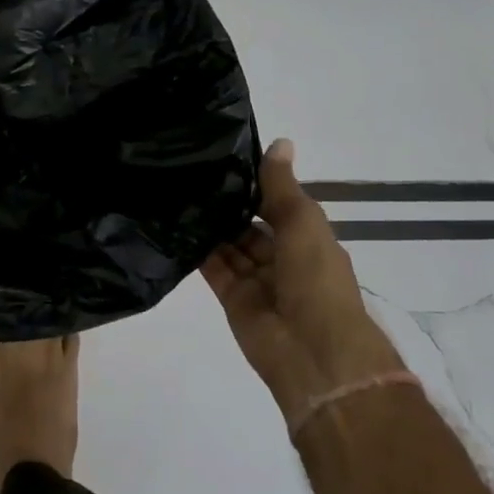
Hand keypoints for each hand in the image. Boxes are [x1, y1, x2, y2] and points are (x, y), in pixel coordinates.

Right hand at [201, 139, 402, 424]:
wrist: (313, 351)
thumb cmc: (316, 279)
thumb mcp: (303, 222)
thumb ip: (282, 186)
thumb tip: (280, 141)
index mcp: (307, 239)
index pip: (278, 204)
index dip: (256, 183)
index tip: (224, 156)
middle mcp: (282, 258)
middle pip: (251, 225)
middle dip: (229, 204)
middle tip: (191, 172)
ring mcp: (257, 280)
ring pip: (230, 245)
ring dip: (211, 225)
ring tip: (178, 191)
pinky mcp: (233, 298)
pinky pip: (214, 268)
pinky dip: (199, 250)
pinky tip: (176, 224)